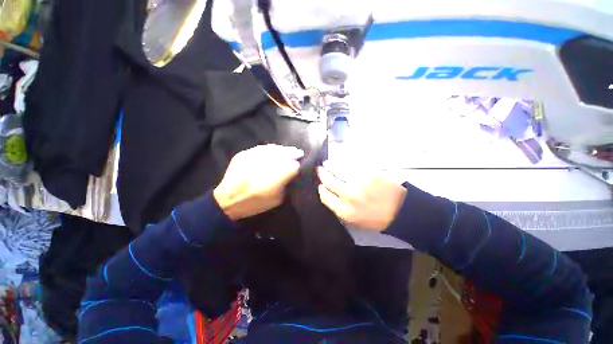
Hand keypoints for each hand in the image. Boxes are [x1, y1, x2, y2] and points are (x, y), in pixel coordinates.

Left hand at [213, 145, 303, 220]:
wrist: (228, 200)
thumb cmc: (255, 203)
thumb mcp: (277, 199)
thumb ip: (287, 185)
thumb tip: (292, 174)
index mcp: (276, 178)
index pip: (293, 166)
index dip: (298, 165)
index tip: (300, 165)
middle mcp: (266, 164)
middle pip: (285, 154)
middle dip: (293, 153)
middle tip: (299, 153)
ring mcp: (254, 157)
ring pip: (274, 149)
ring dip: (284, 149)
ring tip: (289, 150)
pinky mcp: (244, 154)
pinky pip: (262, 148)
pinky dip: (270, 148)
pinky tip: (275, 149)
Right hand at [317, 166, 406, 230]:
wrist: (400, 211)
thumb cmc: (376, 219)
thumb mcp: (354, 221)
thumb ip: (339, 209)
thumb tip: (328, 194)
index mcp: (345, 210)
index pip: (325, 196)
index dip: (321, 189)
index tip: (321, 185)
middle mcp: (349, 196)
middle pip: (328, 181)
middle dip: (322, 174)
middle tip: (320, 169)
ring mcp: (360, 183)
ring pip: (339, 169)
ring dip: (332, 165)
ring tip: (329, 163)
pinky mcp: (369, 173)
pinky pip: (353, 164)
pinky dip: (346, 161)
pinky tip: (344, 161)